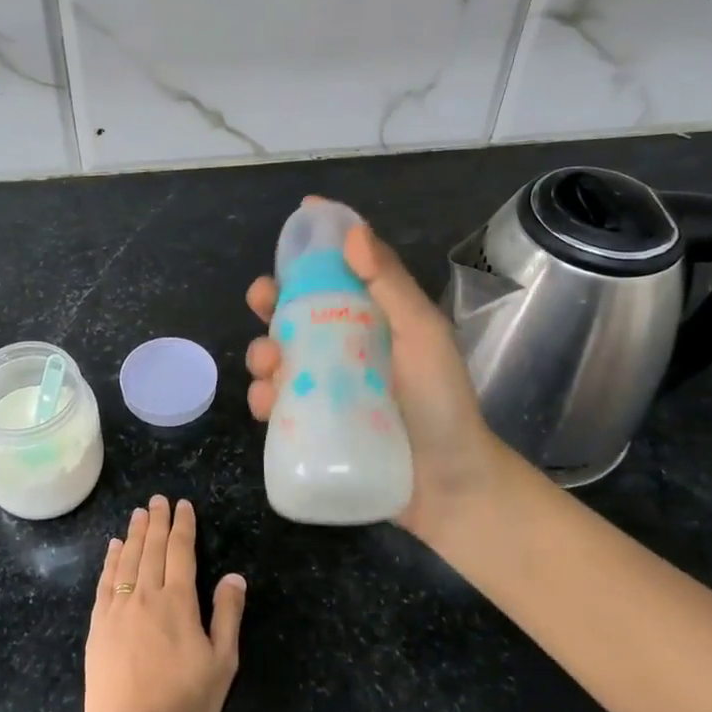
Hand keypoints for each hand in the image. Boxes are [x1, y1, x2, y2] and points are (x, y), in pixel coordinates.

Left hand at [85, 495, 245, 711]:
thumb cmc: (187, 704)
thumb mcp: (222, 662)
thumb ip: (227, 615)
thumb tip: (234, 576)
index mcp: (179, 602)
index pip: (181, 551)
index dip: (183, 525)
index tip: (183, 505)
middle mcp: (146, 596)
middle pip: (152, 549)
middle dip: (157, 521)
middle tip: (158, 499)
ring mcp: (118, 610)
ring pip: (127, 560)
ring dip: (134, 534)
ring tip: (138, 514)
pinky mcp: (98, 628)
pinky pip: (105, 583)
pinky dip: (110, 561)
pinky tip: (113, 548)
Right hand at [245, 207, 506, 544]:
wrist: (449, 486)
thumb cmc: (442, 403)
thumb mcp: (422, 336)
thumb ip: (391, 285)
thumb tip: (353, 233)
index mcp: (372, 320)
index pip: (338, 274)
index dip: (314, 250)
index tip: (295, 225)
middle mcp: (343, 348)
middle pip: (295, 314)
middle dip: (271, 301)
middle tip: (262, 300)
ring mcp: (324, 389)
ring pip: (278, 358)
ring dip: (262, 353)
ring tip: (270, 366)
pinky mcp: (311, 427)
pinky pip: (276, 405)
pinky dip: (263, 399)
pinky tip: (267, 403)